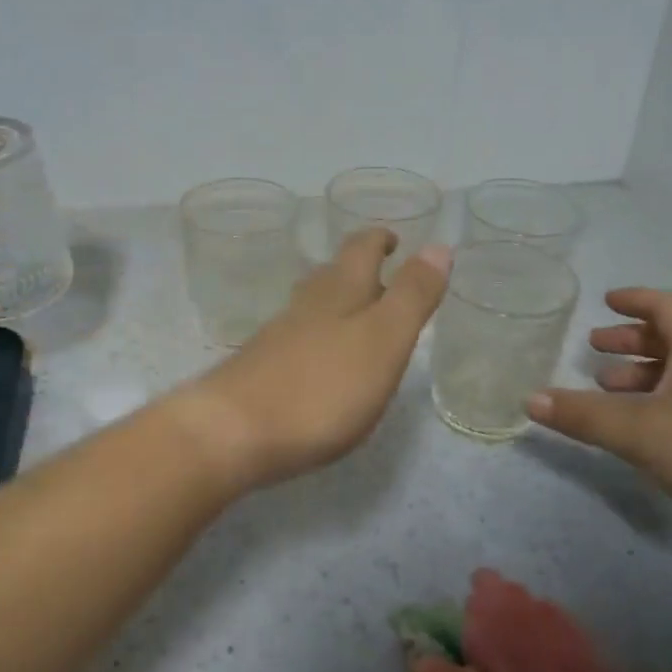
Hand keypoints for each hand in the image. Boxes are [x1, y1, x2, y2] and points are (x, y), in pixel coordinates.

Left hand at [176, 229, 451, 491]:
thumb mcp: (383, 340)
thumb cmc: (320, 386)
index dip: (379, 239)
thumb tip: (439, 246)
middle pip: (332, 274)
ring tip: (358, 315)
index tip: (395, 239)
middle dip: (358, 269)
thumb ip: (412, 296)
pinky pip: (297, 341)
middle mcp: (305, 306)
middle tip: (383, 275)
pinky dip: (318, 338)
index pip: (361, 249)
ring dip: (337, 303)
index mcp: (339, 292)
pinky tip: (322, 362)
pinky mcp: (261, 371)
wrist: (232, 431)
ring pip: (312, 307)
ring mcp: (277, 338)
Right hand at [527, 288, 671, 536]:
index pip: (665, 306)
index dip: (634, 300)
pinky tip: (639, 427)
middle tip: (595, 349)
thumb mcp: (637, 431)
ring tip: (607, 389)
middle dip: (629, 341)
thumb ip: (581, 416)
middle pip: (670, 338)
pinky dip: (657, 400)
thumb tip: (529, 398)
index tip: (605, 301)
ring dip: (640, 374)